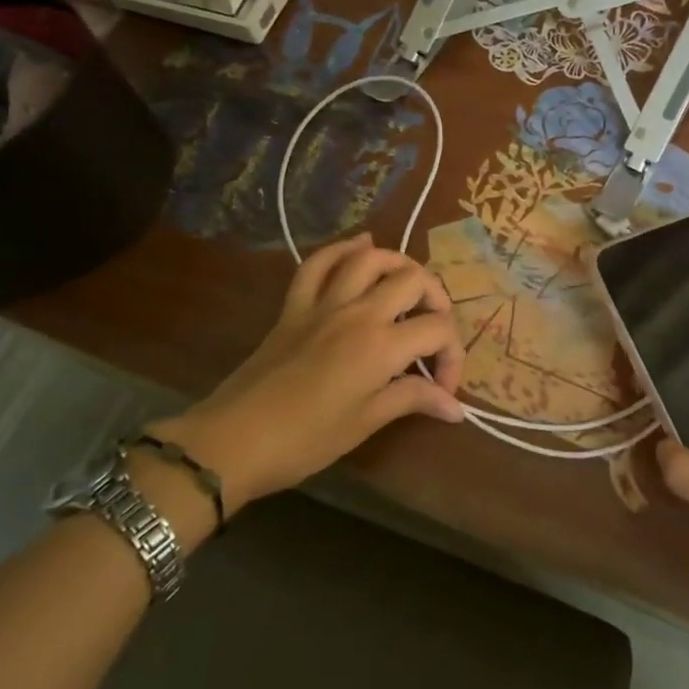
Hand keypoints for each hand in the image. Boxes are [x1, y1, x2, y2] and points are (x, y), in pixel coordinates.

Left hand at [147, 235, 465, 513]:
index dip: (452, 357)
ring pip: (369, 259)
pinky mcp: (294, 307)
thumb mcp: (365, 423)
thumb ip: (413, 400)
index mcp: (381, 345)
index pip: (438, 330)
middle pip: (413, 280)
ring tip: (410, 286)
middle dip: (437, 301)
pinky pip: (318, 264)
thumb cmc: (305, 440)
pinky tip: (360, 247)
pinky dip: (342, 249)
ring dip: (398, 264)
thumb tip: (455, 408)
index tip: (442, 391)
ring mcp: (323, 304)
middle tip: (433, 333)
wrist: (232, 442)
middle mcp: (358, 312)